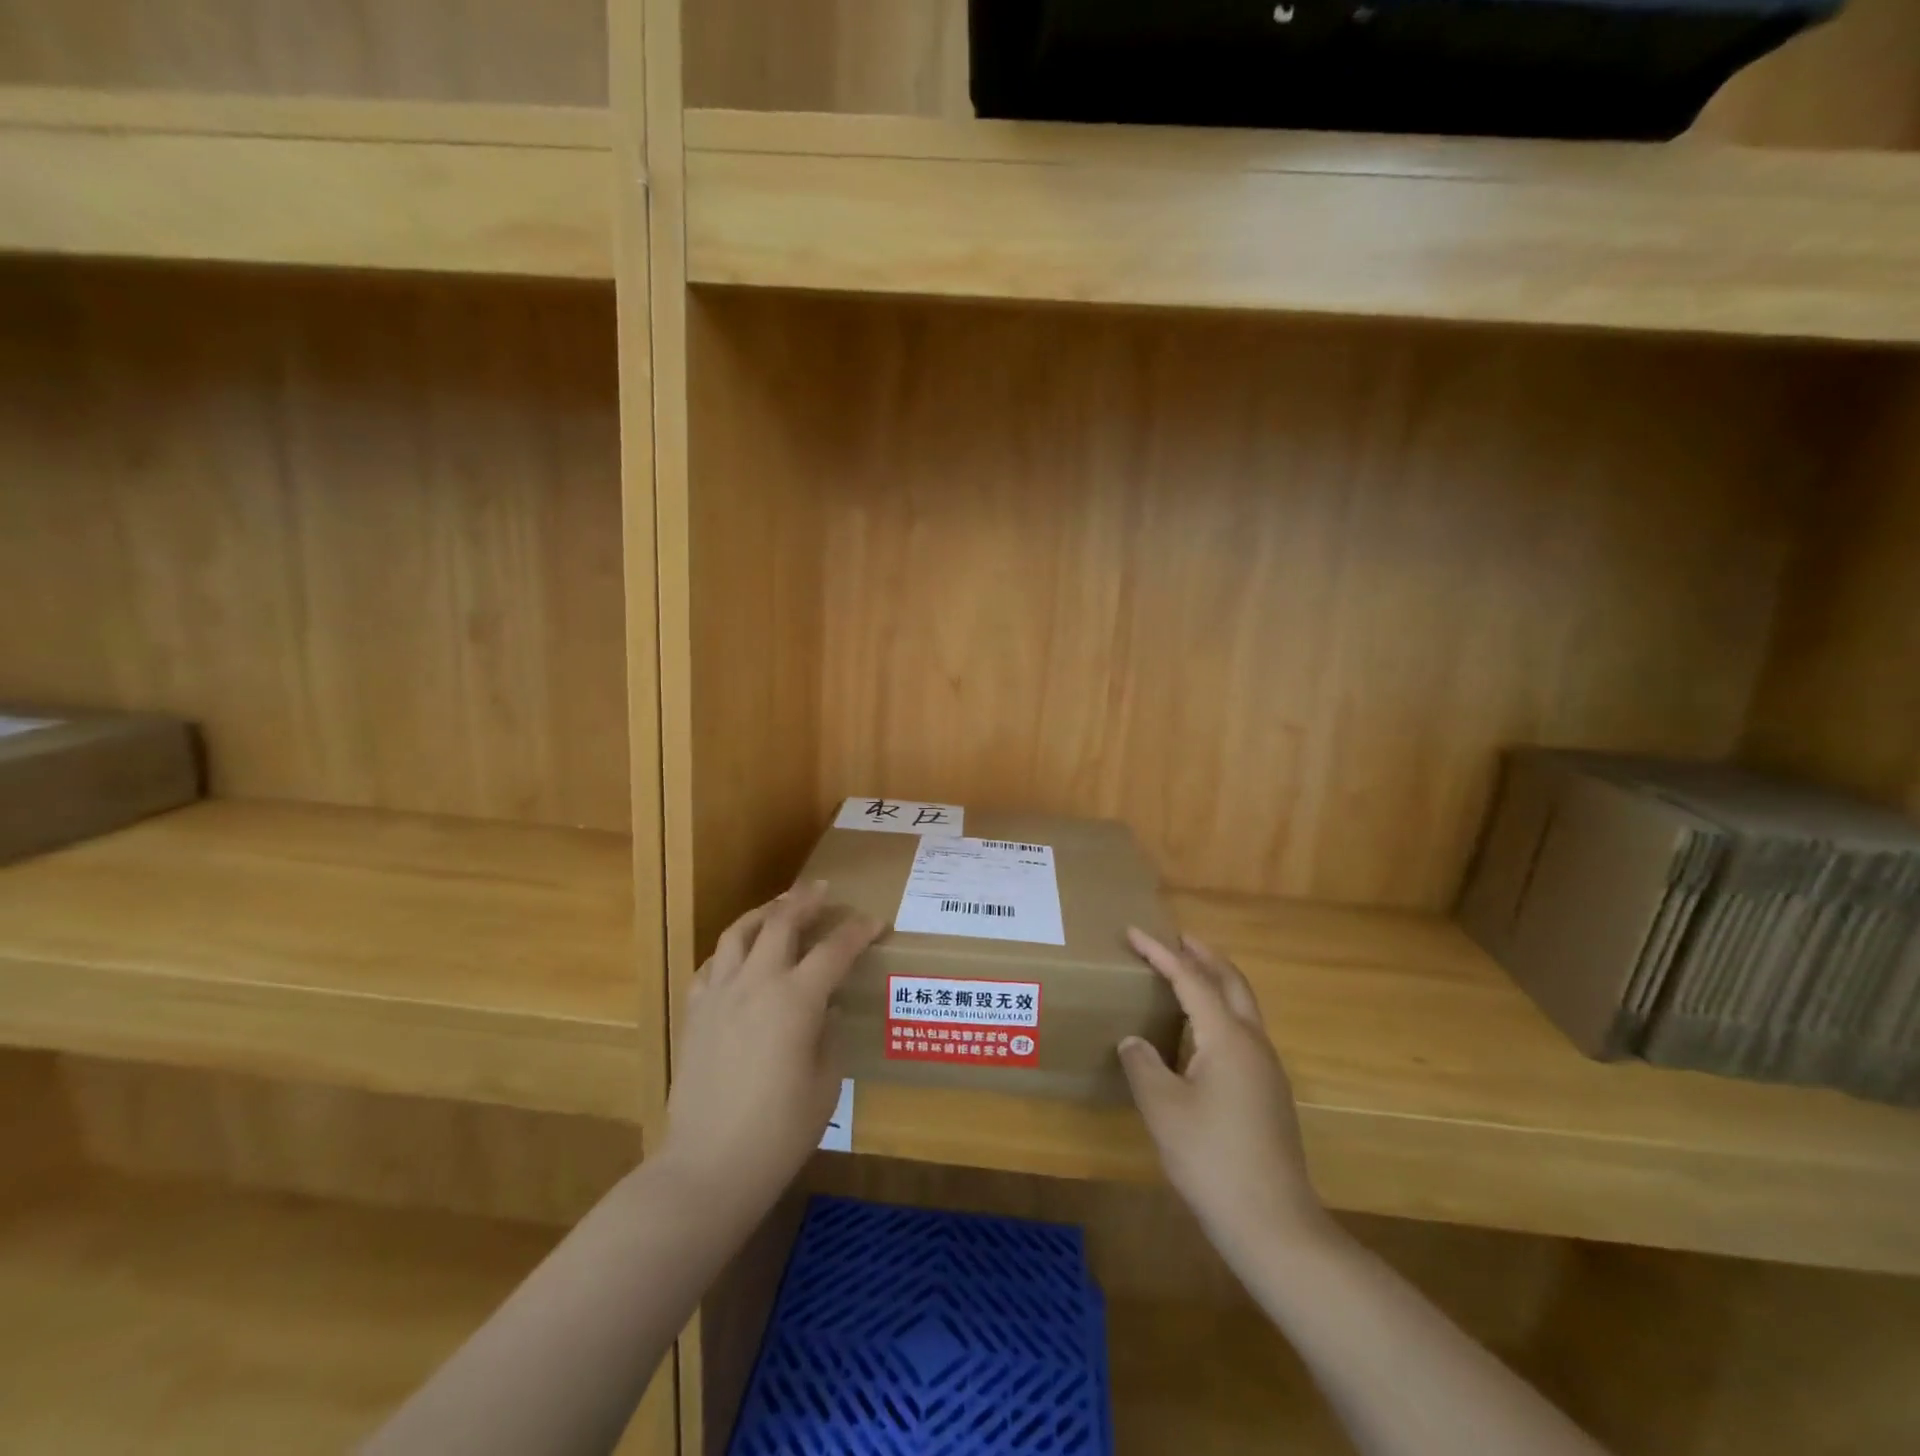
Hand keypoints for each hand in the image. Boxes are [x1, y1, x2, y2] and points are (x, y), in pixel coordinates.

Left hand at [657, 882, 881, 1220]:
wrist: (708, 1166)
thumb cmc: (779, 1132)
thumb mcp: (826, 1083)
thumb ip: (828, 1036)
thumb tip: (824, 1011)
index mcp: (796, 1000)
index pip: (834, 949)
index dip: (858, 931)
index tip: (876, 922)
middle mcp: (756, 984)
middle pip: (782, 922)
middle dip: (806, 901)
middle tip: (823, 891)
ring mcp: (719, 995)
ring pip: (739, 933)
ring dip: (764, 913)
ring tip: (779, 907)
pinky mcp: (695, 1013)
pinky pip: (712, 965)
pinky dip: (731, 950)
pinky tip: (740, 957)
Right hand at [1119, 929, 1330, 1263]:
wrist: (1274, 1224)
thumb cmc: (1212, 1158)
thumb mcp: (1163, 1109)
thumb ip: (1143, 1065)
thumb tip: (1134, 1041)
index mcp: (1228, 1038)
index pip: (1191, 979)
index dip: (1161, 953)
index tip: (1135, 933)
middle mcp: (1253, 1043)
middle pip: (1231, 982)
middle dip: (1204, 955)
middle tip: (1176, 938)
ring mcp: (1267, 1069)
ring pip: (1243, 1007)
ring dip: (1216, 982)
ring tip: (1185, 977)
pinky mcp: (1269, 1093)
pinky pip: (1243, 1032)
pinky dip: (1221, 1012)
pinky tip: (1200, 1034)